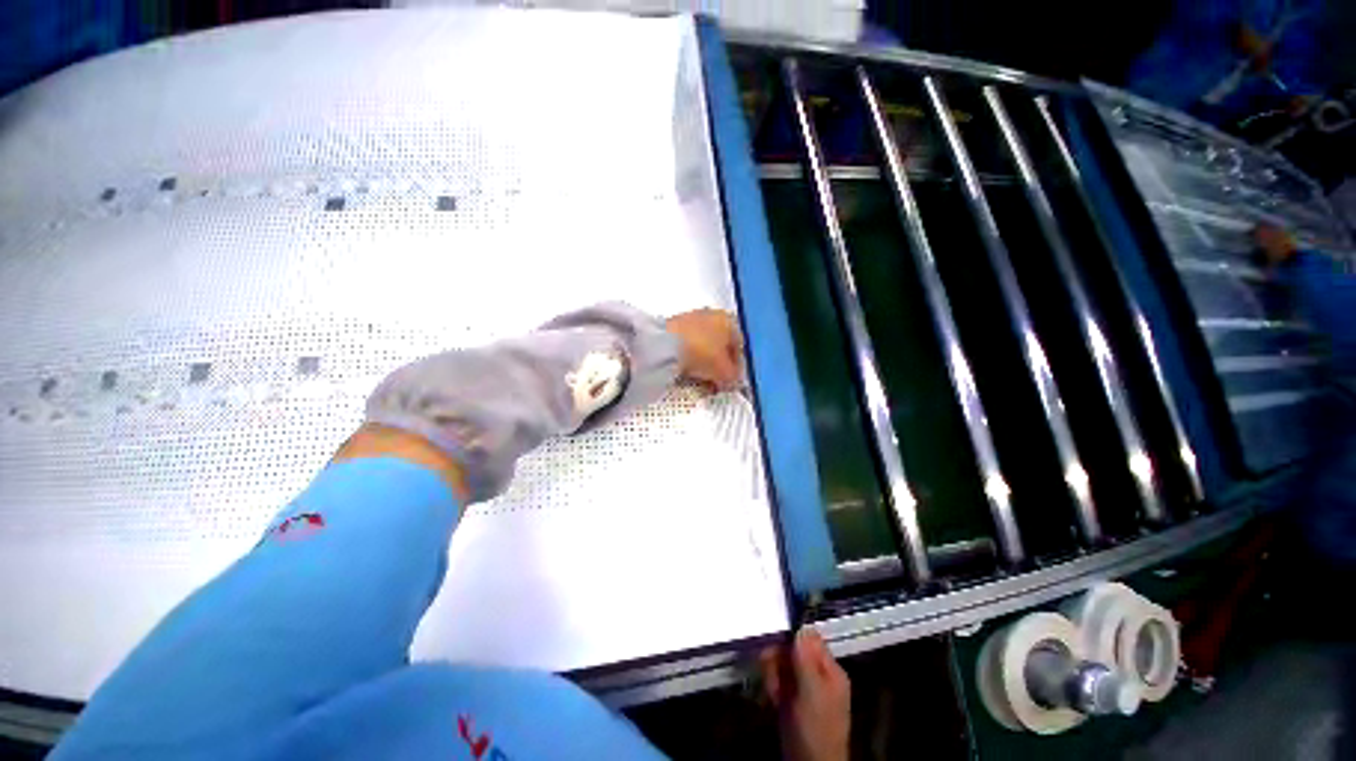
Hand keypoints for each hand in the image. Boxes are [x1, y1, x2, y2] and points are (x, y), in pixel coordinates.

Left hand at [666, 309, 743, 390]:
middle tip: (716, 382)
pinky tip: (686, 370)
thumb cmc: (702, 353)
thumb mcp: (723, 371)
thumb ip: (732, 376)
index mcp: (729, 321)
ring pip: (703, 345)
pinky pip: (688, 345)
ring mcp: (692, 318)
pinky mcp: (674, 325)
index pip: (739, 346)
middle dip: (719, 364)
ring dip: (704, 361)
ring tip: (700, 378)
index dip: (737, 366)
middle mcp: (713, 315)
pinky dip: (690, 357)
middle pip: (720, 344)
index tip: (731, 381)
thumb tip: (732, 379)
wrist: (664, 343)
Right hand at [759, 628, 850, 760]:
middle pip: (791, 650)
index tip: (775, 643)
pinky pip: (776, 681)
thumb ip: (806, 658)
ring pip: (780, 664)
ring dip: (772, 676)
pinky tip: (772, 702)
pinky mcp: (790, 699)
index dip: (791, 637)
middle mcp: (817, 674)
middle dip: (777, 661)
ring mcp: (803, 688)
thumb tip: (800, 625)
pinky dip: (771, 688)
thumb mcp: (812, 691)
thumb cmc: (816, 728)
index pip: (808, 637)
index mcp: (829, 669)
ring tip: (774, 695)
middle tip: (774, 679)